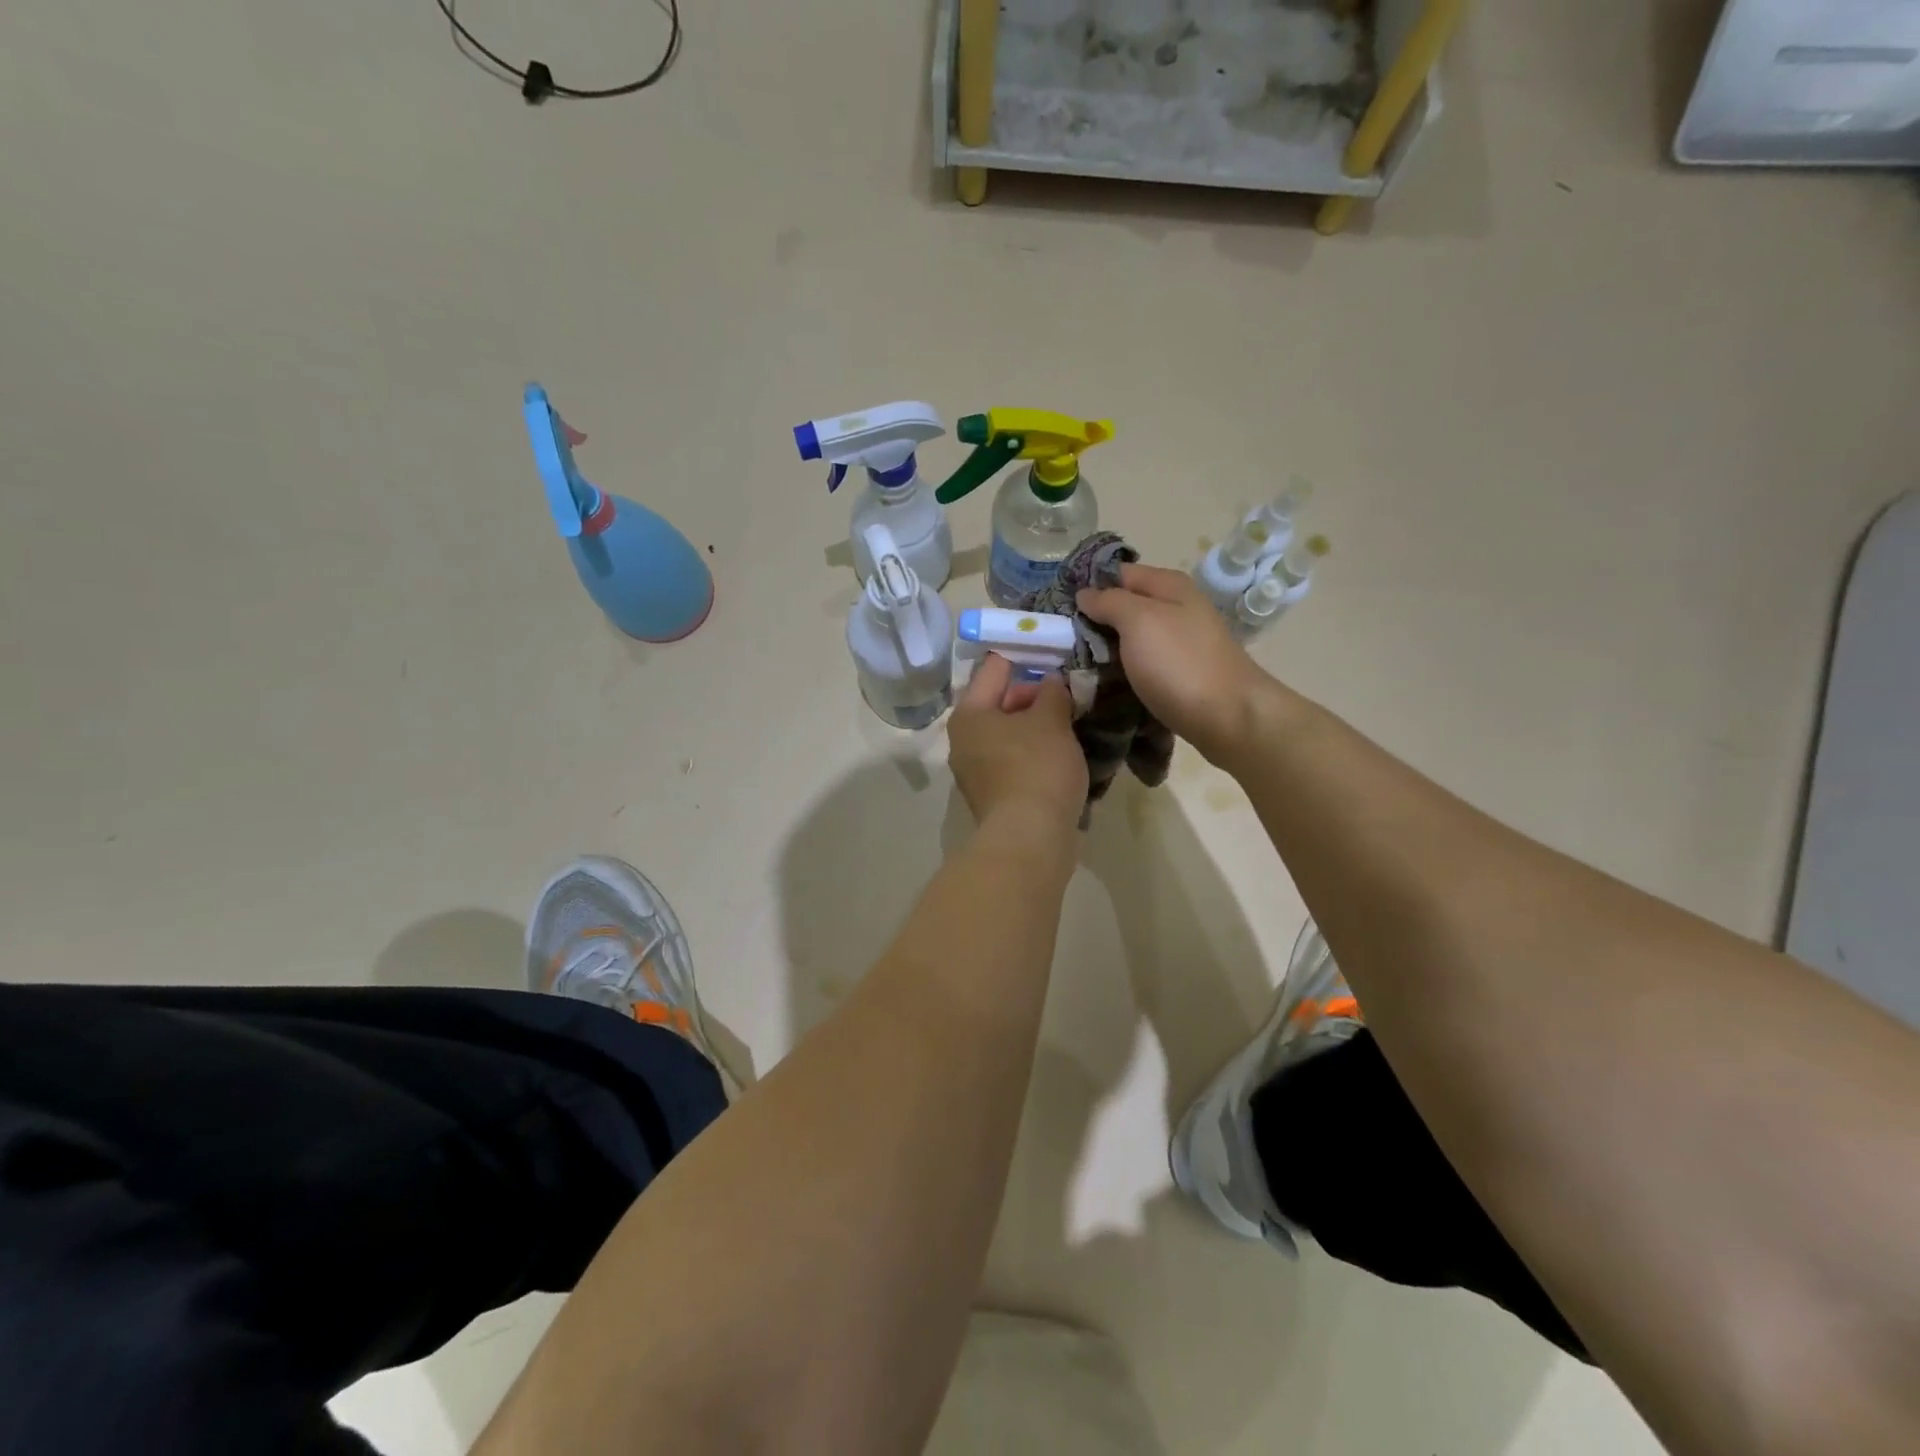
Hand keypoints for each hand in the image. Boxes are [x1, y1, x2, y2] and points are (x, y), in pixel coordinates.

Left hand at [948, 655, 1087, 834]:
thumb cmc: (1036, 767)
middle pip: (1001, 701)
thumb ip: (1052, 692)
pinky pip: (1016, 761)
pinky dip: (1036, 753)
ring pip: (1010, 734)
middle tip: (1071, 691)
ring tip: (1073, 721)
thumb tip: (1051, 682)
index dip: (1026, 655)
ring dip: (1039, 726)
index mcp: (969, 713)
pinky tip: (1064, 754)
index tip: (1055, 650)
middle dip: (1036, 695)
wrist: (1030, 838)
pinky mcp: (993, 795)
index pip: (995, 667)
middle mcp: (964, 739)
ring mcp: (976, 770)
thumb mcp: (1051, 719)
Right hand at [1076, 563, 1280, 765]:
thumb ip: (1109, 602)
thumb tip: (1085, 594)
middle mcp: (1177, 608)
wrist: (1229, 717)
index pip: (1118, 573)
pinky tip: (1103, 682)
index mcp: (1169, 586)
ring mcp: (1180, 642)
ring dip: (1106, 649)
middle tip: (1059, 641)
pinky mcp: (1179, 673)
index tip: (1057, 608)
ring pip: (1132, 638)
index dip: (1088, 586)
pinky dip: (1123, 670)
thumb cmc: (1180, 663)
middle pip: (1125, 606)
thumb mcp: (1139, 621)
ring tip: (1073, 664)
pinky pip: (1142, 663)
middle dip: (1094, 621)